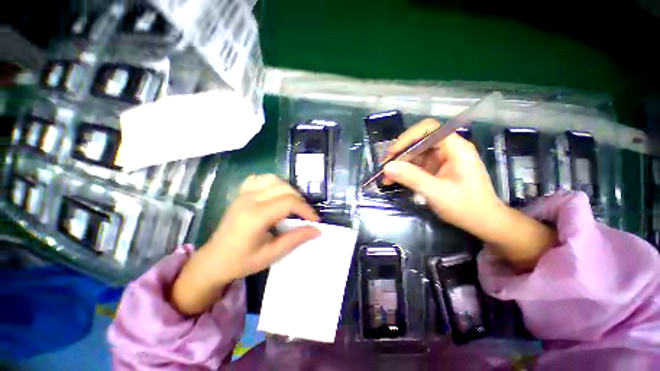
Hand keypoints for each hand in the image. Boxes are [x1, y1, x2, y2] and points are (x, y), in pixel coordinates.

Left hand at [171, 174, 320, 314]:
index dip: (306, 209)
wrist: (213, 260)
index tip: (315, 220)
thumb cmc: (242, 261)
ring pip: (274, 179)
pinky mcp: (241, 194)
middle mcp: (250, 199)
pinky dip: (273, 182)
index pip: (289, 202)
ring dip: (289, 189)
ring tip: (294, 203)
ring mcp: (244, 194)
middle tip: (306, 215)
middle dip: (300, 200)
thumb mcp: (272, 254)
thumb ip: (296, 239)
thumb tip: (317, 230)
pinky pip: (260, 179)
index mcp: (256, 216)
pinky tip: (276, 193)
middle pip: (284, 188)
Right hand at [382, 119, 503, 233]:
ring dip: (400, 164)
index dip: (408, 137)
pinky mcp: (436, 168)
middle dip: (400, 153)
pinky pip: (416, 164)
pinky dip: (404, 171)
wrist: (483, 222)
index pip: (429, 129)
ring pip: (415, 153)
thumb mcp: (436, 193)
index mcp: (456, 148)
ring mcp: (442, 159)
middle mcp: (448, 149)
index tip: (393, 154)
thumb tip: (386, 167)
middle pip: (419, 141)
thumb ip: (412, 178)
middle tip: (385, 167)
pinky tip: (394, 180)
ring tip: (386, 177)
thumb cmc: (466, 207)